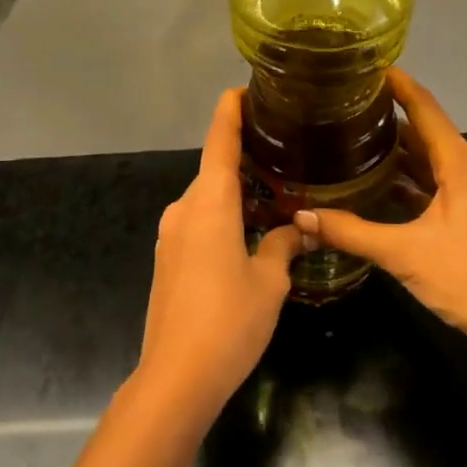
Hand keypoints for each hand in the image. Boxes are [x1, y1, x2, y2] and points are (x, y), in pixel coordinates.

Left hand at [138, 90, 304, 416]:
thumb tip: (299, 228)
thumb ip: (283, 246)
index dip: (230, 112)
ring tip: (274, 195)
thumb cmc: (228, 321)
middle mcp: (185, 209)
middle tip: (282, 154)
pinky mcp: (167, 259)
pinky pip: (198, 222)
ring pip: (207, 199)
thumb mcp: (269, 282)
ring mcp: (171, 235)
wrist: (176, 377)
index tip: (243, 89)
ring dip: (235, 193)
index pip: (220, 142)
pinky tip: (248, 233)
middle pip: (214, 170)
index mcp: (210, 203)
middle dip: (244, 160)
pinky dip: (223, 216)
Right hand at [295, 69, 466, 363]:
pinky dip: (408, 177)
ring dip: (398, 147)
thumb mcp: (405, 254)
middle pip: (426, 130)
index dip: (399, 84)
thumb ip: (351, 232)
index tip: (367, 66)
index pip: (426, 108)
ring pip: (430, 158)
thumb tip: (300, 216)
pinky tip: (378, 183)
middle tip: (347, 103)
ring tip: (355, 135)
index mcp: (460, 165)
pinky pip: (435, 182)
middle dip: (391, 113)